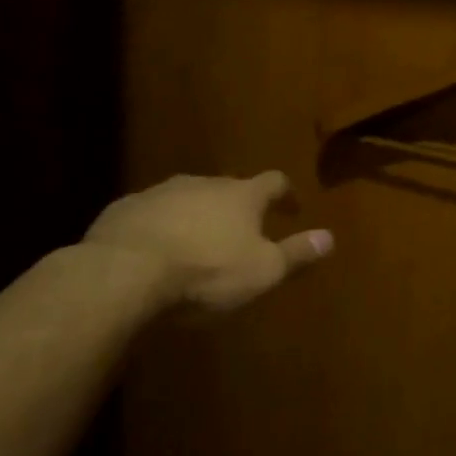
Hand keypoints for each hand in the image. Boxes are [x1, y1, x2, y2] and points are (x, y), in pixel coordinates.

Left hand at [83, 172, 333, 312]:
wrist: (124, 272)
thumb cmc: (206, 272)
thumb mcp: (262, 271)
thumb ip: (296, 253)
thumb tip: (330, 237)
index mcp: (241, 195)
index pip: (274, 182)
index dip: (286, 194)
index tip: (292, 207)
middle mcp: (202, 183)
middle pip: (228, 188)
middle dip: (237, 206)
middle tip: (243, 230)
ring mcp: (160, 193)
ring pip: (187, 198)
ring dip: (196, 215)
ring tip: (197, 243)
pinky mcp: (124, 209)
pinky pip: (151, 214)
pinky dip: (161, 227)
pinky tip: (155, 251)